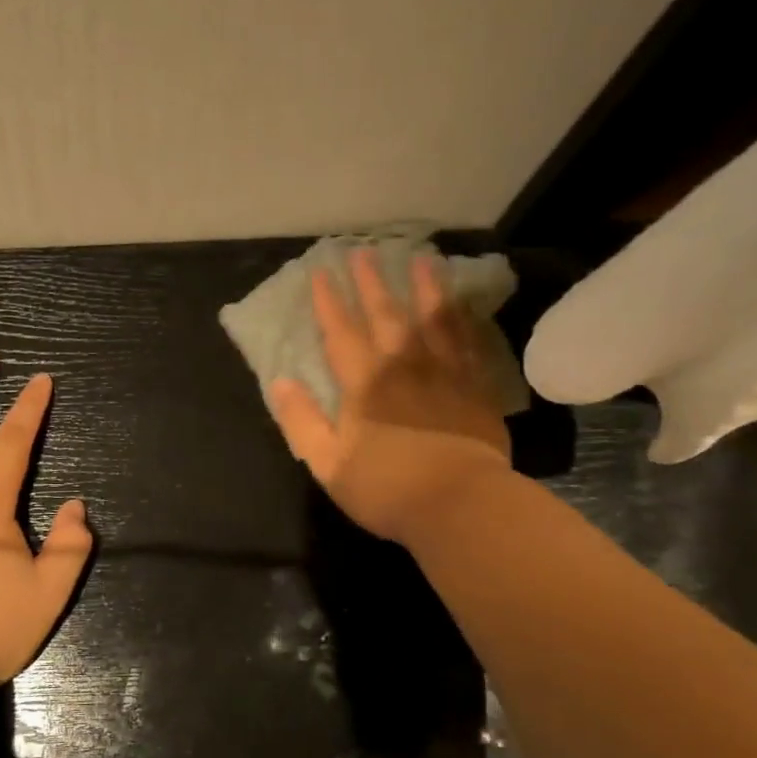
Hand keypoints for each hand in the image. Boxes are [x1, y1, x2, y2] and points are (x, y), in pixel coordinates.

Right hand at [269, 247, 512, 546]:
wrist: (461, 505)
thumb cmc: (387, 488)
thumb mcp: (328, 464)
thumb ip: (302, 422)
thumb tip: (281, 383)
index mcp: (365, 385)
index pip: (342, 334)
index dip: (329, 303)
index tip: (321, 273)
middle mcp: (404, 367)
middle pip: (386, 316)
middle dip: (372, 283)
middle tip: (365, 251)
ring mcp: (445, 375)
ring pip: (433, 320)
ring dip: (425, 288)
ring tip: (421, 258)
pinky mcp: (476, 390)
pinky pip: (468, 343)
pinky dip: (462, 320)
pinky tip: (461, 305)